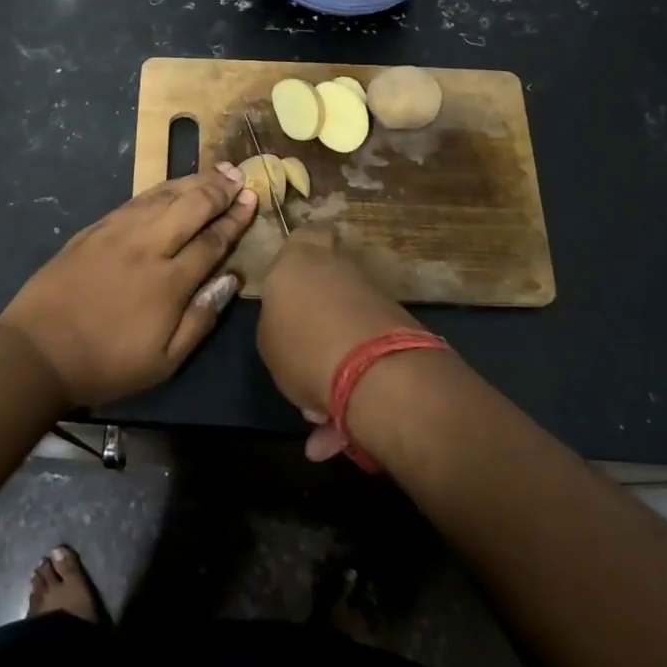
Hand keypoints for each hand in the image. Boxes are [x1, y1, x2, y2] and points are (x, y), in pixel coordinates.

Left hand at [0, 164, 256, 408]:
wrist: (38, 351)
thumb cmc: (106, 363)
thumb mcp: (164, 361)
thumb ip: (201, 318)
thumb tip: (231, 280)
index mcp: (169, 281)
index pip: (212, 240)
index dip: (235, 219)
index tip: (252, 200)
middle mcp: (147, 246)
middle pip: (191, 206)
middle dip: (219, 189)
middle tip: (240, 174)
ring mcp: (118, 232)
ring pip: (164, 196)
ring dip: (193, 181)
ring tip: (216, 171)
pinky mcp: (95, 229)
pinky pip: (136, 199)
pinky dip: (161, 188)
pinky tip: (172, 185)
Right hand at [257, 226, 423, 459]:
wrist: (373, 372)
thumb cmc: (301, 345)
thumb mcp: (267, 339)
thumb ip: (278, 322)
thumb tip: (292, 327)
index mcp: (298, 260)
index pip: (305, 234)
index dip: (302, 251)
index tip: (295, 276)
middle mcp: (339, 268)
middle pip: (328, 281)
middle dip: (317, 315)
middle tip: (302, 352)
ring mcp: (373, 295)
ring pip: (346, 325)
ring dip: (334, 360)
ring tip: (318, 415)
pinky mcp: (399, 326)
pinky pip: (365, 353)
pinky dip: (354, 385)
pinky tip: (339, 431)